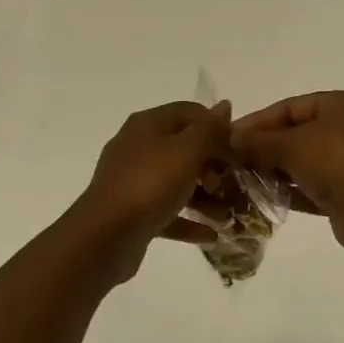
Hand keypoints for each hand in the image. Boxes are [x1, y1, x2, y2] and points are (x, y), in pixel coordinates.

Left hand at [67, 101, 230, 281]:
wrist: (105, 236)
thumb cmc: (150, 184)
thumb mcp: (188, 151)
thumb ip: (210, 130)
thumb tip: (225, 106)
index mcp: (148, 124)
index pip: (189, 112)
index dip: (216, 126)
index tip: (238, 149)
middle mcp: (138, 147)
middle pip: (185, 148)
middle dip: (213, 166)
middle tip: (233, 184)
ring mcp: (133, 180)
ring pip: (178, 182)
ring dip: (205, 197)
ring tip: (228, 217)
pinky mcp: (133, 212)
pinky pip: (168, 211)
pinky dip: (189, 220)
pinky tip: (212, 235)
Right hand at [230, 91, 343, 249]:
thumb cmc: (337, 162)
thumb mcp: (292, 145)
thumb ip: (258, 141)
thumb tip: (228, 139)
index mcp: (341, 104)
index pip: (290, 107)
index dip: (257, 121)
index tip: (228, 137)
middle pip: (295, 133)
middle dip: (263, 147)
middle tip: (231, 161)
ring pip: (302, 161)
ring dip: (273, 170)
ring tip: (241, 180)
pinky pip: (311, 185)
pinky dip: (289, 189)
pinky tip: (262, 197)